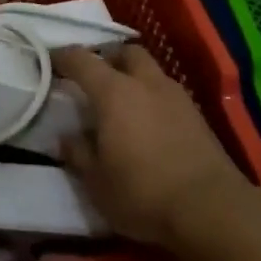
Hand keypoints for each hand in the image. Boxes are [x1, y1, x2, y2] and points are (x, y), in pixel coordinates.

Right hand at [53, 45, 248, 249]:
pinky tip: (149, 121)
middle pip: (125, 52)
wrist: (211, 208)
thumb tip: (66, 137)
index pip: (82, 60)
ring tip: (122, 101)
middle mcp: (145, 83)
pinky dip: (153, 96)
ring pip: (150, 70)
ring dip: (133, 76)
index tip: (50, 59)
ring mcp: (176, 96)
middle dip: (107, 58)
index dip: (63, 57)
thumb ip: (79, 154)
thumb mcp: (97, 182)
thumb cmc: (143, 192)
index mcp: (113, 92)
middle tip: (94, 77)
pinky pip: (167, 92)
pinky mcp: (197, 115)